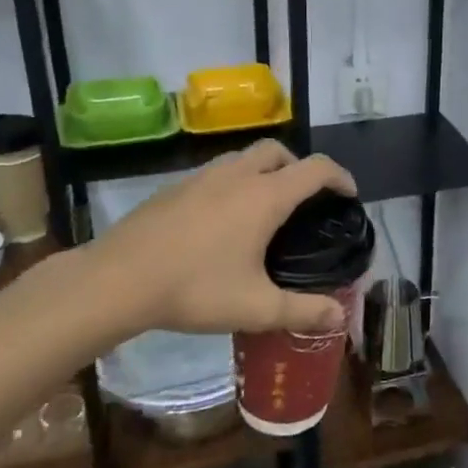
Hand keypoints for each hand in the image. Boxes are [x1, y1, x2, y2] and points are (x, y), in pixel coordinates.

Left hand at [85, 140, 356, 337]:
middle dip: (299, 167)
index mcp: (264, 196)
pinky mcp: (175, 187)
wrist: (118, 279)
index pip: (316, 169)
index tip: (349, 195)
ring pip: (244, 158)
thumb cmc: (194, 289)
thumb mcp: (255, 307)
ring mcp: (202, 177)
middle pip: (279, 151)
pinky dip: (234, 182)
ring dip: (264, 171)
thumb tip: (339, 316)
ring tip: (264, 208)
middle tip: (305, 200)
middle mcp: (237, 176)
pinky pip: (217, 172)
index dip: (340, 177)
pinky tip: (222, 220)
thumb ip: (302, 311)